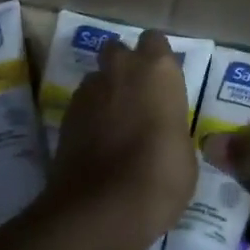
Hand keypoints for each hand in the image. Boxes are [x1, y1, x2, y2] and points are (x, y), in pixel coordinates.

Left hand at [50, 30, 196, 239]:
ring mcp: (89, 90)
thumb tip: (164, 132)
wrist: (103, 208)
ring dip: (105, 93)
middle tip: (137, 98)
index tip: (163, 83)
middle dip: (124, 67)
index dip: (157, 60)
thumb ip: (172, 127)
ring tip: (114, 125)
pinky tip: (97, 144)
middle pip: (119, 50)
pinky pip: (82, 106)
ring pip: (97, 78)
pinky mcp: (65, 116)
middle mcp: (121, 68)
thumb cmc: (161, 176)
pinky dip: (89, 118)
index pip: (155, 42)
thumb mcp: (184, 153)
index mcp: (158, 70)